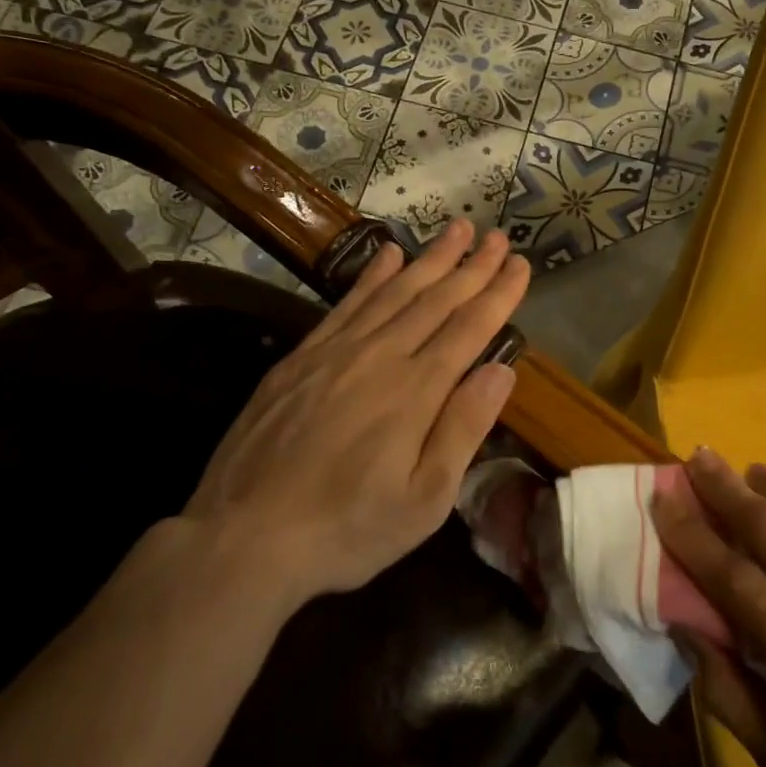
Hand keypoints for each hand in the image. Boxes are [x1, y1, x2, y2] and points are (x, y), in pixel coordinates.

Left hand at [181, 219, 527, 603]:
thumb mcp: (424, 500)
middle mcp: (380, 357)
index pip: (469, 328)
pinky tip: (388, 254)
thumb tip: (502, 370)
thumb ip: (463, 429)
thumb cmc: (348, 529)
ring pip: (394, 292)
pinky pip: (346, 304)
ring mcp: (336, 352)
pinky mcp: (301, 358)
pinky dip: (371, 275)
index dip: (498, 293)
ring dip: (429, 258)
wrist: (244, 537)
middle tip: (497, 235)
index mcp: (416, 391)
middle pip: (436, 300)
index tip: (521, 264)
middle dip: (472, 265)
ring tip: (456, 229)